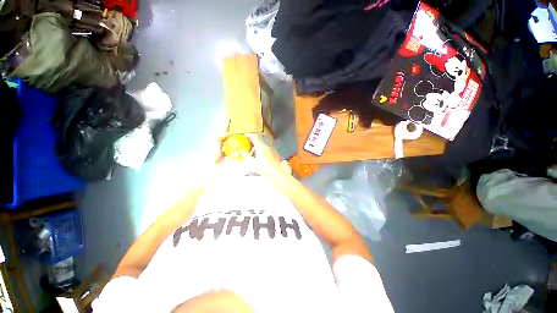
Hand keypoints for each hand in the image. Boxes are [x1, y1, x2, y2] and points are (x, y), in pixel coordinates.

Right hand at [244, 134, 284, 176]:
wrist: (277, 173)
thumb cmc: (264, 167)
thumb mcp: (252, 163)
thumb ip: (245, 156)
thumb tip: (241, 151)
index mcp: (260, 146)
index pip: (254, 136)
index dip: (249, 135)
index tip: (245, 136)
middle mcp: (267, 146)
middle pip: (259, 142)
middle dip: (253, 145)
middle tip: (248, 150)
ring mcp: (273, 150)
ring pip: (264, 147)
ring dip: (258, 150)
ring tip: (254, 157)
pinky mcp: (276, 155)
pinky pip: (268, 152)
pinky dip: (264, 154)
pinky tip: (262, 161)